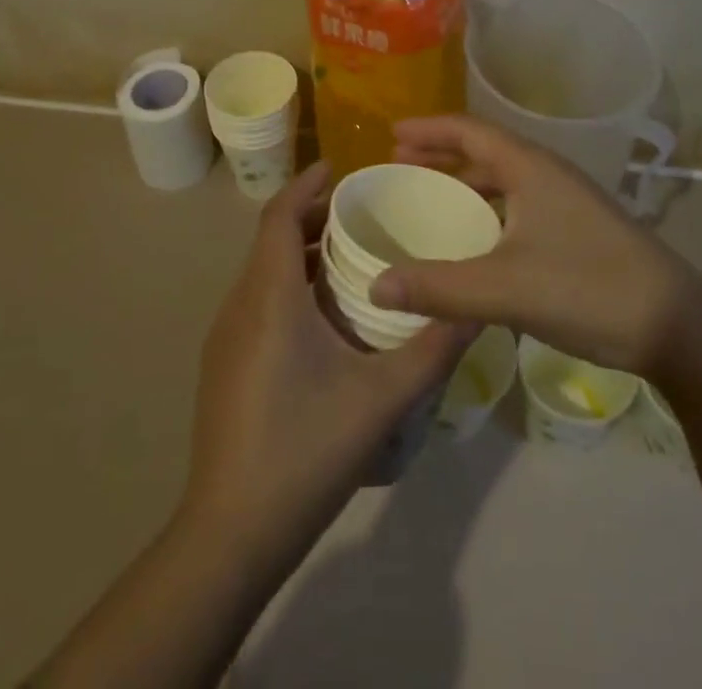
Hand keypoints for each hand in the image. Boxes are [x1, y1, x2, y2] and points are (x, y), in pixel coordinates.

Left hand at [182, 161, 473, 561]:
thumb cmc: (305, 452)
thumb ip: (433, 348)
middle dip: (313, 215)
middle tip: (362, 210)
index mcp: (270, 297)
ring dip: (301, 251)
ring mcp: (226, 337)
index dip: (307, 183)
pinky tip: (325, 315)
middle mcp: (240, 305)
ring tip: (351, 254)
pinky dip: (289, 283)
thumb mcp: (382, 399)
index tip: (342, 167)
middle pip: (272, 238)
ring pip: (263, 270)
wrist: (230, 535)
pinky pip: (258, 299)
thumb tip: (478, 307)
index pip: (279, 215)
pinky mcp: (224, 365)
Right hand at [370, 116, 700, 374]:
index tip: (390, 133)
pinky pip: (519, 206)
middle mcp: (548, 175)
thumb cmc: (588, 288)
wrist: (676, 325)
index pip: (470, 131)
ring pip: (505, 180)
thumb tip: (375, 285)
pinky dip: (489, 211)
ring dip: (466, 183)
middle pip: (486, 151)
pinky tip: (477, 240)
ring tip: (431, 198)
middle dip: (442, 155)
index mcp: (531, 168)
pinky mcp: (578, 230)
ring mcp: (567, 202)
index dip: (429, 129)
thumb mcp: (505, 288)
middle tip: (401, 164)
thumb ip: (438, 287)